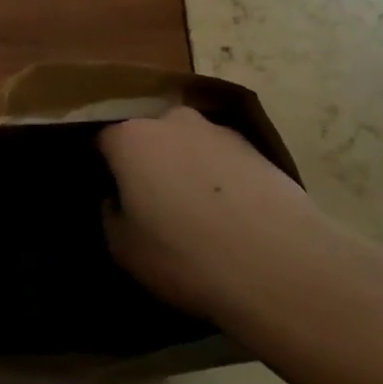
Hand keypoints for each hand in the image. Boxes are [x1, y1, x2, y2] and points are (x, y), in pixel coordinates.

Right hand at [99, 107, 382, 330]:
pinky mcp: (257, 147)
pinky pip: (222, 159)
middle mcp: (172, 120)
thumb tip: (116, 199)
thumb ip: (110, 215)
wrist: (278, 263)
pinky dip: (220, 178)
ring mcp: (218, 130)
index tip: (110, 194)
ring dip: (186, 168)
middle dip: (147, 162)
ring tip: (197, 213)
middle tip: (152, 203)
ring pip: (188, 145)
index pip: (104, 141)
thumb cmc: (185, 255)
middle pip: (149, 135)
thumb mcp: (124, 249)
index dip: (104, 167)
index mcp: (131, 138)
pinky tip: (230, 215)